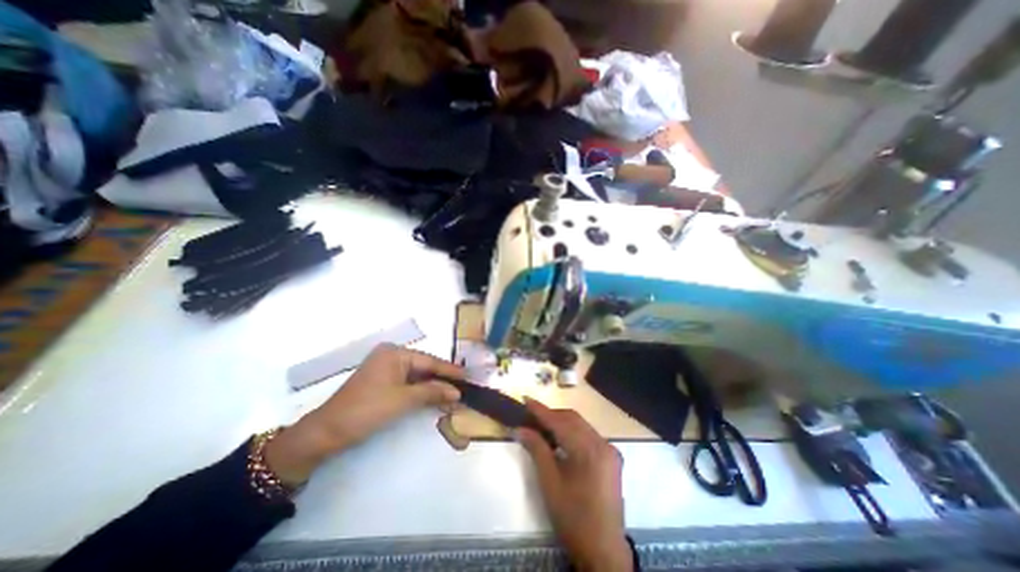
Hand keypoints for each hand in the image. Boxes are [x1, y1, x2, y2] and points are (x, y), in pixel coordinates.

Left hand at [267, 344, 464, 487]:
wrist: (327, 432)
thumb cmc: (367, 410)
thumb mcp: (403, 400)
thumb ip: (432, 392)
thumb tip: (457, 392)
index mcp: (395, 353)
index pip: (429, 361)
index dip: (450, 370)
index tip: (469, 377)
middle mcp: (391, 355)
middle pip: (424, 366)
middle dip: (443, 379)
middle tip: (464, 387)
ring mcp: (386, 368)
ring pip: (417, 375)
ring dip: (433, 386)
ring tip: (453, 393)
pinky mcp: (382, 381)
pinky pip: (408, 382)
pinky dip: (421, 391)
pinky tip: (434, 397)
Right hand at [522, 401, 633, 568]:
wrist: (603, 550)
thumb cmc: (572, 517)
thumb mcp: (550, 482)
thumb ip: (536, 449)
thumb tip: (520, 428)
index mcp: (589, 450)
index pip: (560, 422)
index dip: (541, 410)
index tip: (525, 399)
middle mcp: (602, 443)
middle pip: (572, 419)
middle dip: (551, 415)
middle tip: (531, 417)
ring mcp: (610, 449)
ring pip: (581, 425)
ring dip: (561, 422)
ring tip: (542, 427)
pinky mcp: (611, 457)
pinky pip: (588, 435)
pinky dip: (572, 432)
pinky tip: (560, 440)